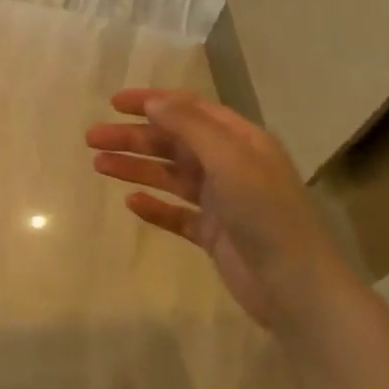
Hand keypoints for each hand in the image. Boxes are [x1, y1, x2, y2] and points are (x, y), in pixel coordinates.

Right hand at [86, 90, 345, 333]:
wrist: (296, 287)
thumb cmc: (265, 214)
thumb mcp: (229, 160)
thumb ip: (190, 127)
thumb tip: (153, 102)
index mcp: (240, 140)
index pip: (190, 109)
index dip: (152, 102)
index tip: (114, 103)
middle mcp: (230, 165)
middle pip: (173, 142)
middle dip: (133, 137)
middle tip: (92, 138)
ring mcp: (221, 201)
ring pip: (170, 176)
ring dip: (136, 168)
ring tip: (99, 165)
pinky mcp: (213, 234)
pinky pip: (176, 214)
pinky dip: (154, 206)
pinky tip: (131, 202)